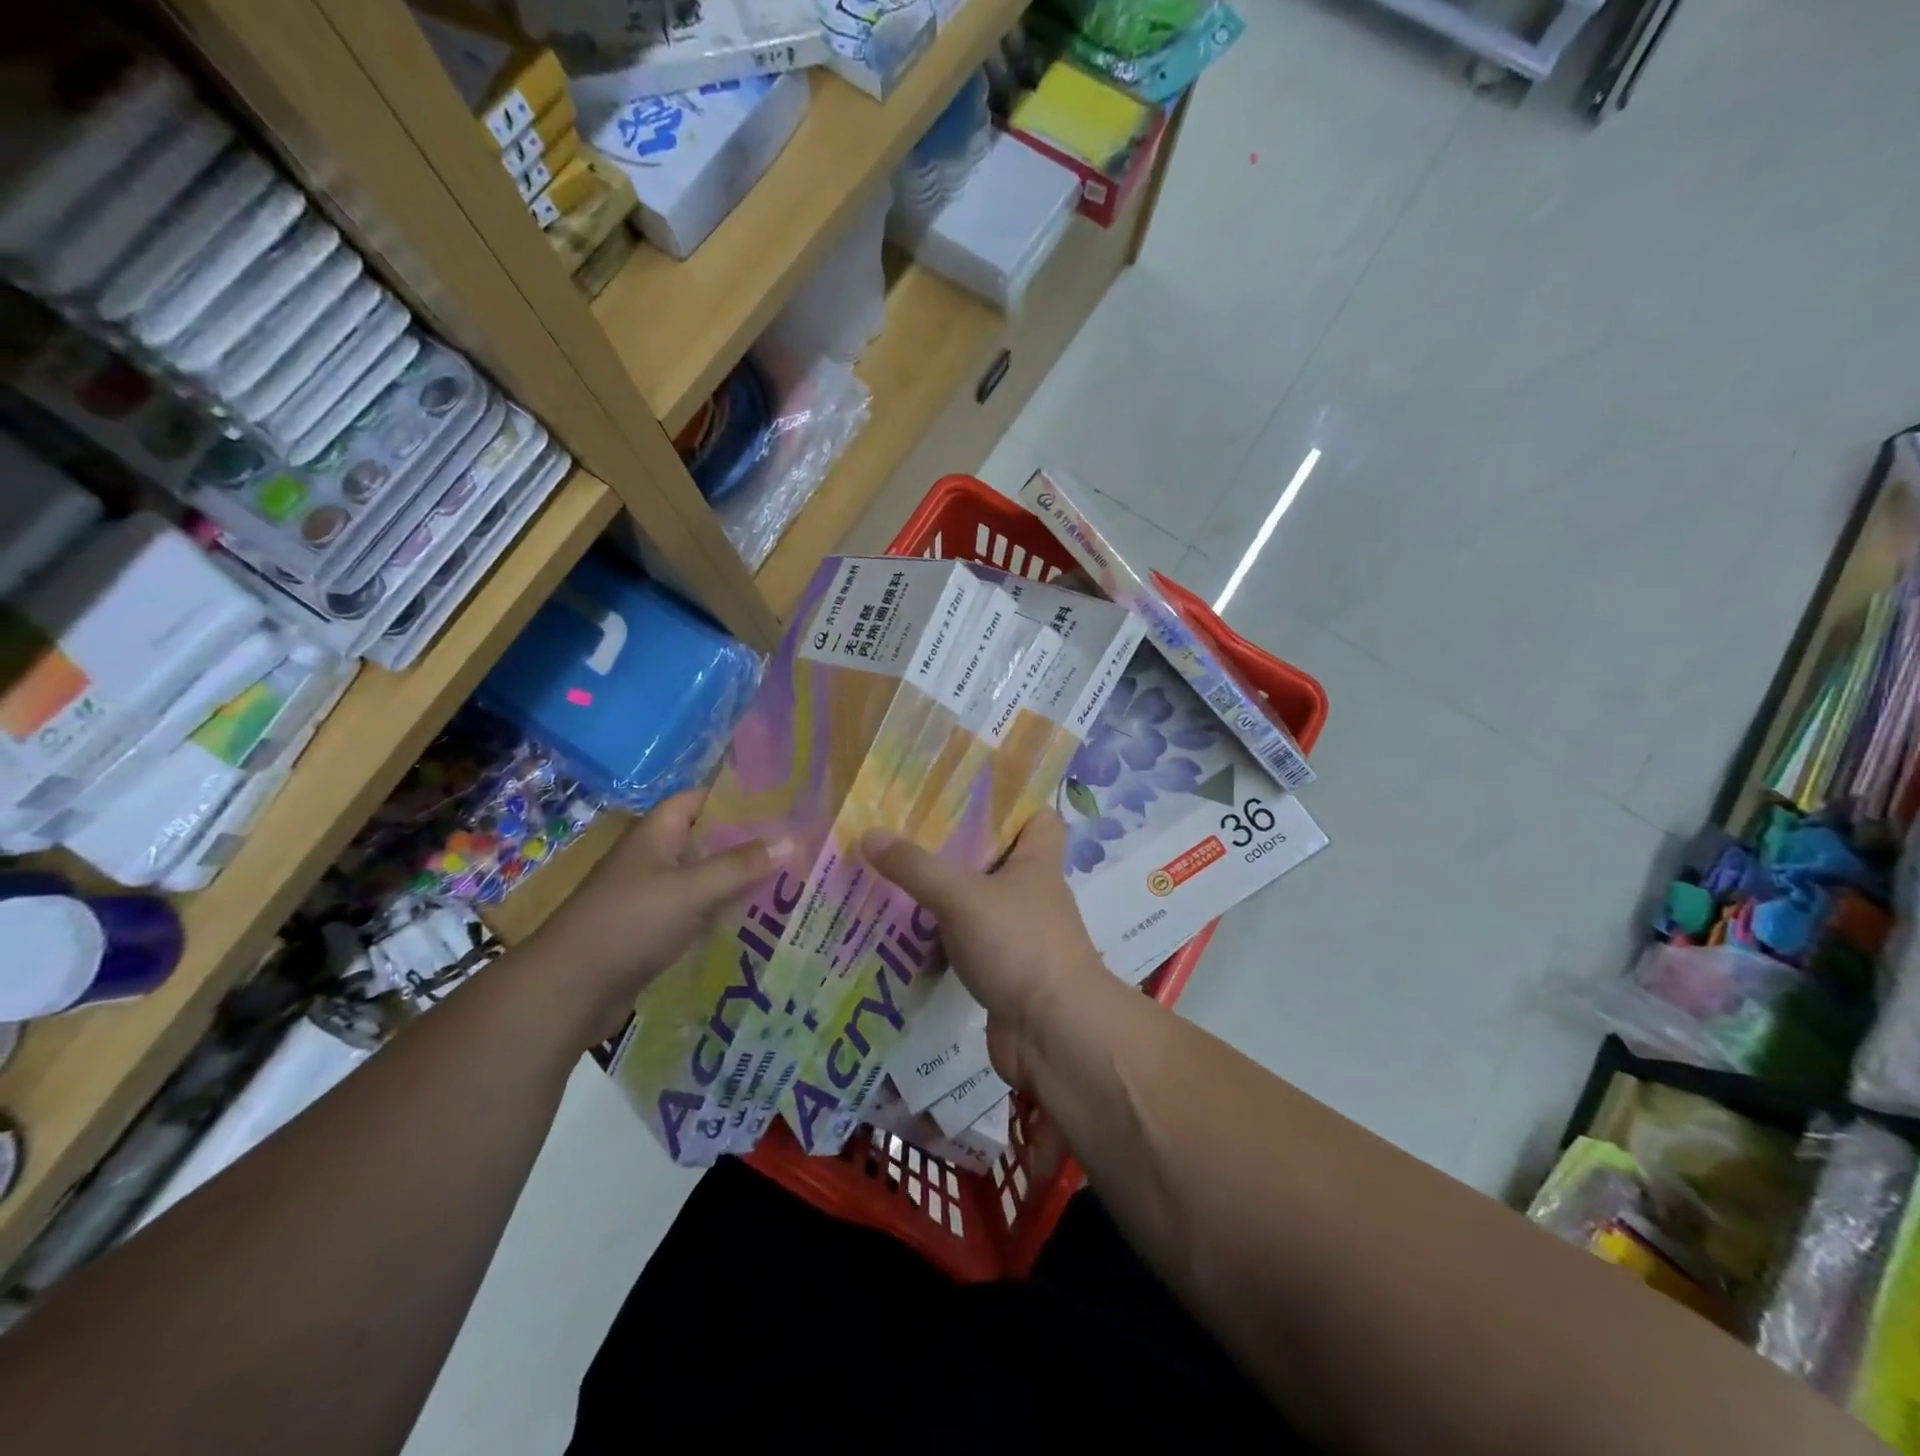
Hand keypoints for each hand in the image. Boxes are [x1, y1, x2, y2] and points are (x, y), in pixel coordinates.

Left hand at [528, 790, 798, 1039]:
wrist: (567, 991)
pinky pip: (697, 910)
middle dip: (748, 841)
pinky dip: (723, 911)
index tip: (782, 801)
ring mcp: (652, 895)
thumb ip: (742, 865)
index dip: (737, 796)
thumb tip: (793, 839)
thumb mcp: (692, 890)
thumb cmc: (630, 924)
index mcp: (656, 834)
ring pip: (705, 877)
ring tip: (790, 878)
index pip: (700, 799)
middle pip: (707, 839)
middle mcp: (654, 858)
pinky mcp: (653, 930)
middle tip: (798, 843)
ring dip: (739, 879)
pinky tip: (757, 918)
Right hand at [860, 811, 1112, 1089]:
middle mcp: (1032, 892)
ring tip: (893, 875)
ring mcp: (1019, 932)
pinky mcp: (1003, 968)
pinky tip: (903, 930)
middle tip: (906, 831)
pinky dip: (941, 936)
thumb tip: (868, 833)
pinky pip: (967, 940)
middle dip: (956, 846)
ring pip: (977, 901)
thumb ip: (916, 867)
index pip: (1038, 816)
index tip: (962, 794)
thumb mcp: (962, 897)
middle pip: (996, 856)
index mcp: (1037, 861)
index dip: (1009, 803)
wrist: (1054, 1035)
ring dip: (943, 893)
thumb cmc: (1018, 946)